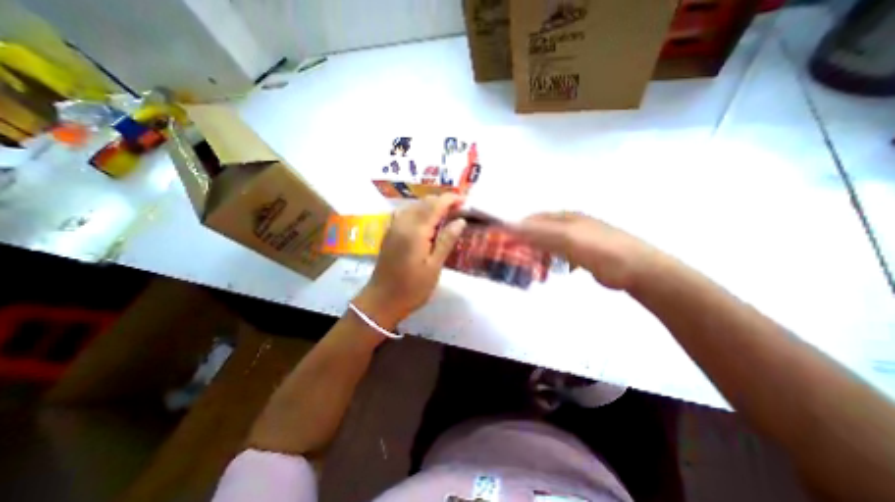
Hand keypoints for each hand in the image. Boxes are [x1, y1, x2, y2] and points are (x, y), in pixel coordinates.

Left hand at [350, 195, 463, 330]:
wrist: (382, 300)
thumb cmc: (412, 288)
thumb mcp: (434, 267)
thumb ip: (446, 241)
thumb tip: (460, 221)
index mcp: (416, 231)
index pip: (436, 205)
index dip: (451, 199)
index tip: (465, 201)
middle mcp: (403, 223)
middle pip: (425, 202)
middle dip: (443, 201)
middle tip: (459, 210)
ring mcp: (394, 227)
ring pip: (414, 205)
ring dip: (431, 205)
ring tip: (445, 215)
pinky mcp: (389, 233)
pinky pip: (405, 212)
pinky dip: (418, 210)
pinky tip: (425, 221)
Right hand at [510, 212, 656, 289]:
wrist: (640, 269)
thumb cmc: (601, 251)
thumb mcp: (567, 239)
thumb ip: (539, 232)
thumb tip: (510, 226)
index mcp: (565, 217)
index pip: (533, 220)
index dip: (518, 231)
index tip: (506, 246)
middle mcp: (570, 224)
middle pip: (540, 232)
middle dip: (528, 246)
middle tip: (520, 262)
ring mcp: (578, 238)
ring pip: (550, 245)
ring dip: (540, 256)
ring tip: (537, 272)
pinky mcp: (585, 253)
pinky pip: (562, 255)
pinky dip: (555, 262)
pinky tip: (556, 271)